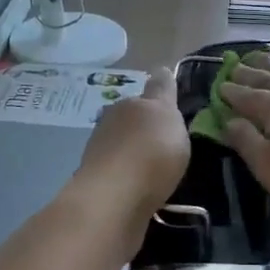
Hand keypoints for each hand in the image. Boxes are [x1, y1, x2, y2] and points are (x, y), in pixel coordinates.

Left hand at [75, 68, 189, 215]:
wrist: (114, 200)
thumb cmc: (149, 151)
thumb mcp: (166, 115)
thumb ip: (163, 93)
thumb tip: (160, 70)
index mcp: (129, 105)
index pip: (148, 93)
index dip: (161, 94)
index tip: (171, 101)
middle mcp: (110, 124)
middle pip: (132, 120)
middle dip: (146, 127)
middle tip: (167, 141)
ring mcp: (101, 154)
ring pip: (123, 146)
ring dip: (136, 153)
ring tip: (157, 168)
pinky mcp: (99, 184)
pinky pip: (121, 174)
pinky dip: (131, 177)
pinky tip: (143, 188)